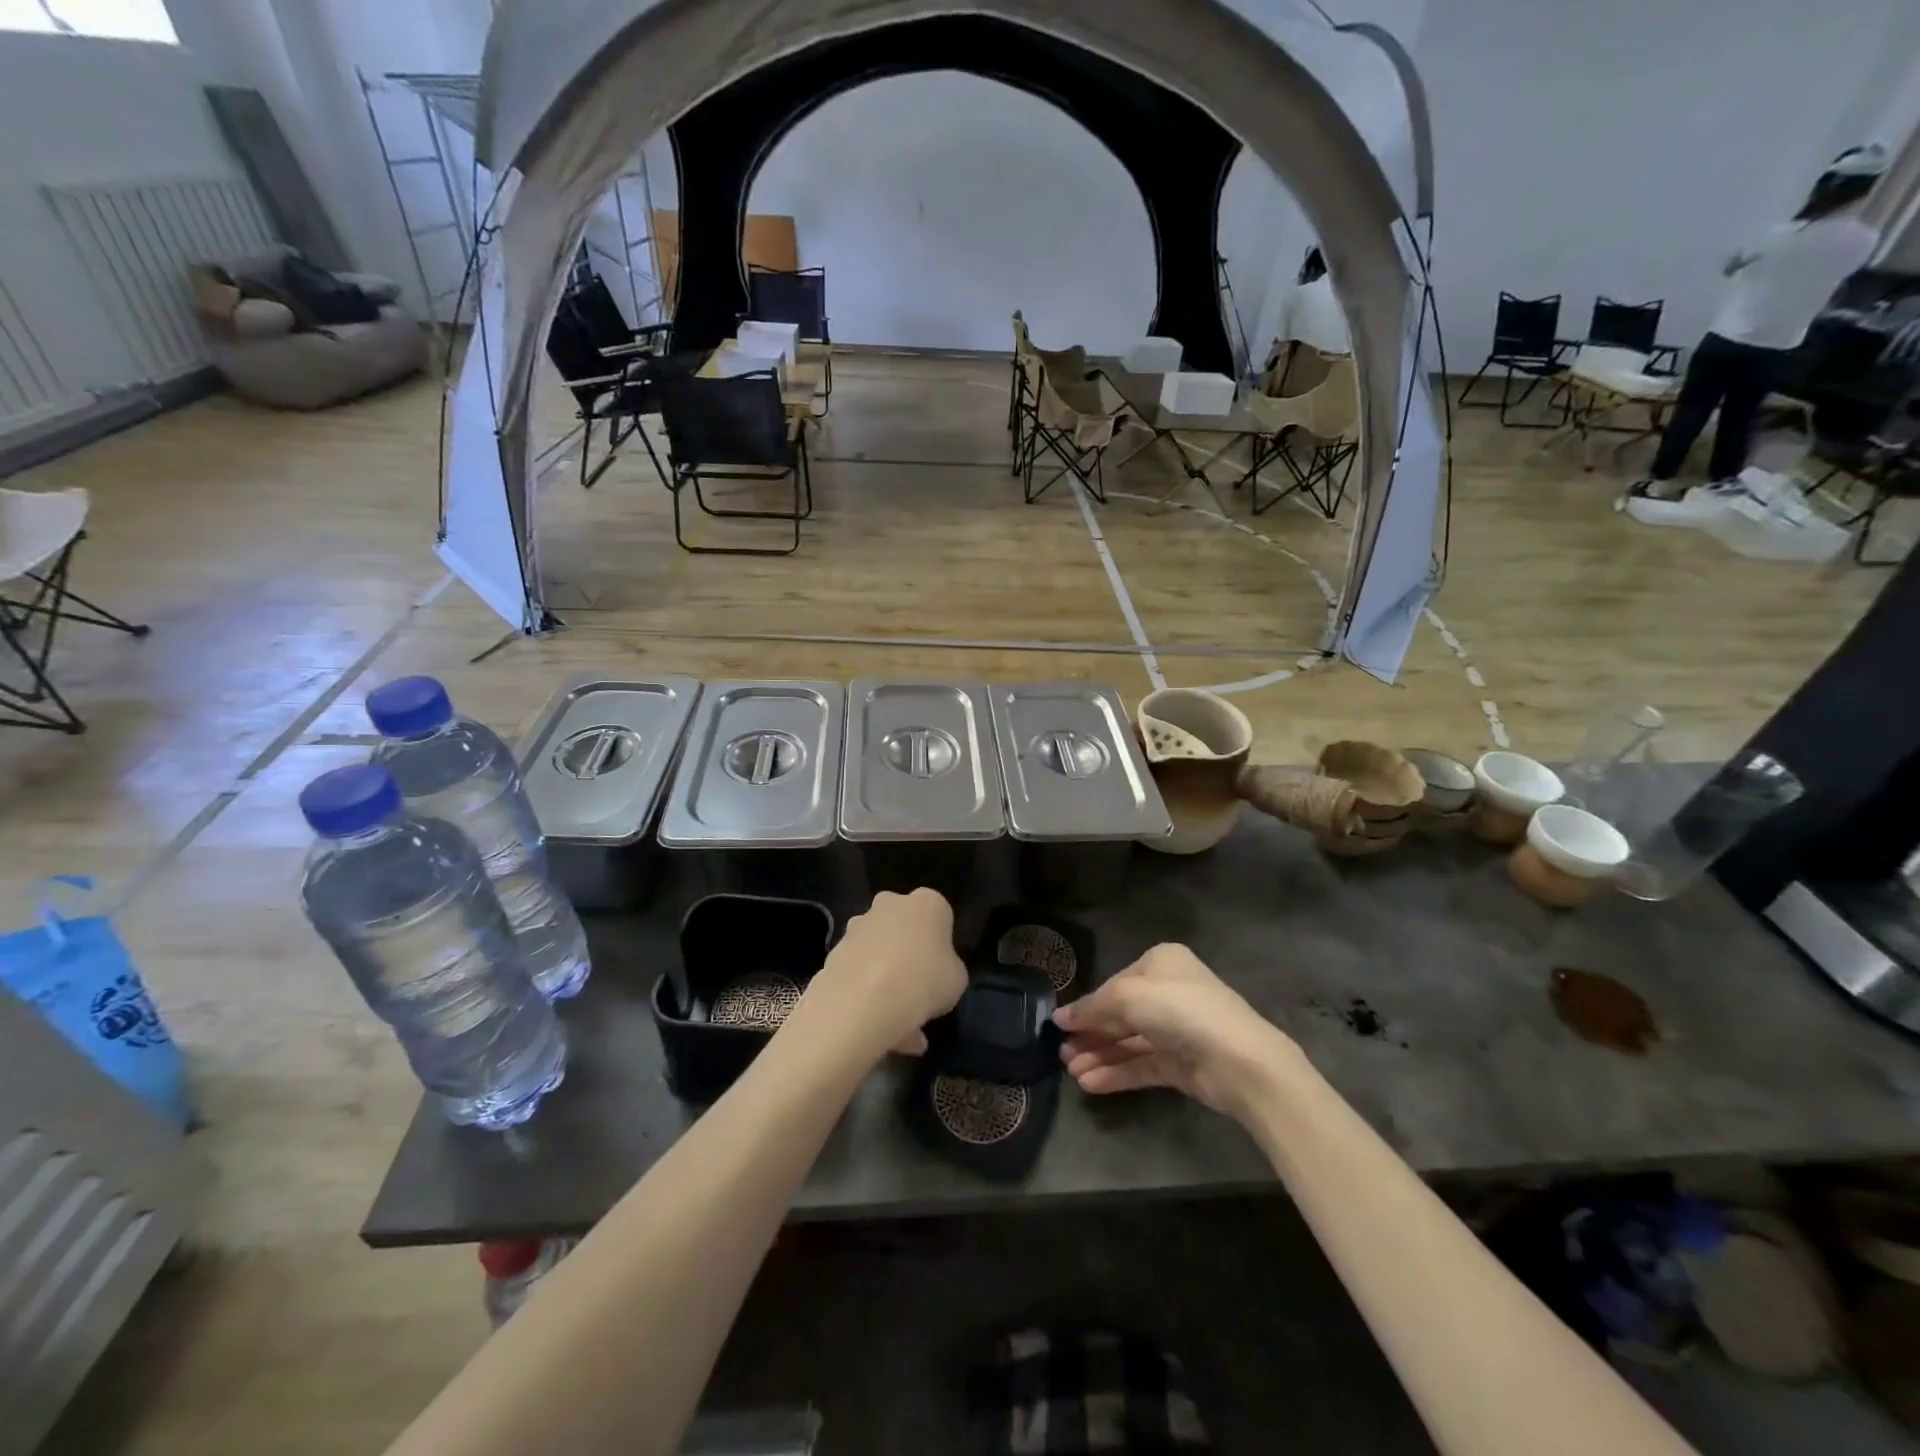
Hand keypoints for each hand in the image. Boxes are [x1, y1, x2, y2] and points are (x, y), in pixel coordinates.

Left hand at [808, 889, 966, 1056]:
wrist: (864, 1001)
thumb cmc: (924, 981)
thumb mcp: (956, 981)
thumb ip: (948, 969)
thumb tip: (935, 975)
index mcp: (927, 904)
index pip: (939, 915)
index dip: (941, 944)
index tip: (941, 970)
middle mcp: (890, 904)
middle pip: (903, 928)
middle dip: (908, 955)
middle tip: (917, 992)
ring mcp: (858, 927)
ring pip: (878, 953)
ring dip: (886, 981)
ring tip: (898, 1027)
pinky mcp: (834, 952)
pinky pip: (858, 974)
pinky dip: (866, 996)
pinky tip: (878, 1030)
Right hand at [1053, 944, 1299, 1118]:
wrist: (1238, 1060)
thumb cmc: (1180, 1010)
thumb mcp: (1127, 997)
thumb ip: (1092, 1008)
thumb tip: (1060, 1018)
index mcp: (1161, 963)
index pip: (1116, 984)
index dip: (1088, 1006)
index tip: (1059, 1025)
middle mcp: (1170, 992)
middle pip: (1121, 1015)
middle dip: (1090, 1034)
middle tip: (1060, 1054)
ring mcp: (1178, 1030)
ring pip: (1130, 1042)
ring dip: (1100, 1056)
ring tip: (1071, 1073)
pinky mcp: (1183, 1064)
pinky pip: (1142, 1065)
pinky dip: (1117, 1073)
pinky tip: (1091, 1084)